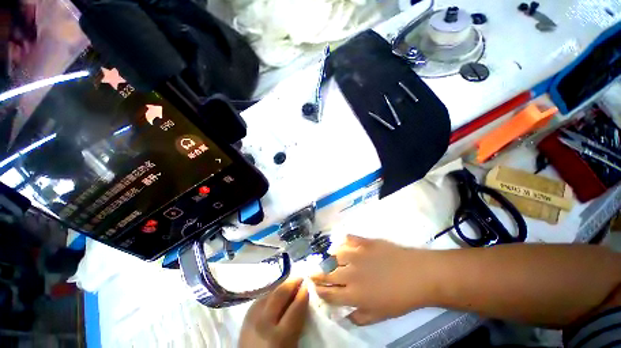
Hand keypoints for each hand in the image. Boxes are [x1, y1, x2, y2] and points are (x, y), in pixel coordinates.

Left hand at [239, 278, 308, 347]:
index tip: (308, 284)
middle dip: (291, 283)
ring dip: (281, 286)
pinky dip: (270, 293)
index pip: (295, 307)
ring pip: (268, 294)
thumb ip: (298, 323)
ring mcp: (251, 320)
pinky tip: (275, 292)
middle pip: (279, 295)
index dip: (303, 293)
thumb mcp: (293, 345)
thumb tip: (303, 300)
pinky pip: (259, 299)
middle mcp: (264, 324)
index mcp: (279, 337)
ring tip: (289, 283)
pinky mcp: (244, 319)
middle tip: (300, 278)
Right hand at [311, 235, 434, 324]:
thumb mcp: (380, 315)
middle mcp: (350, 273)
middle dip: (317, 274)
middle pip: (327, 273)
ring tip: (329, 258)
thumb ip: (359, 317)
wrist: (418, 275)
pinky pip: (348, 239)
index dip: (319, 290)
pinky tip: (342, 244)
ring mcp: (357, 254)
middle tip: (312, 272)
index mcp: (354, 294)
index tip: (314, 287)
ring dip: (329, 257)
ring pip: (334, 254)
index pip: (329, 293)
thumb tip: (345, 316)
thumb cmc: (400, 298)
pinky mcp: (364, 242)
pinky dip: (343, 241)